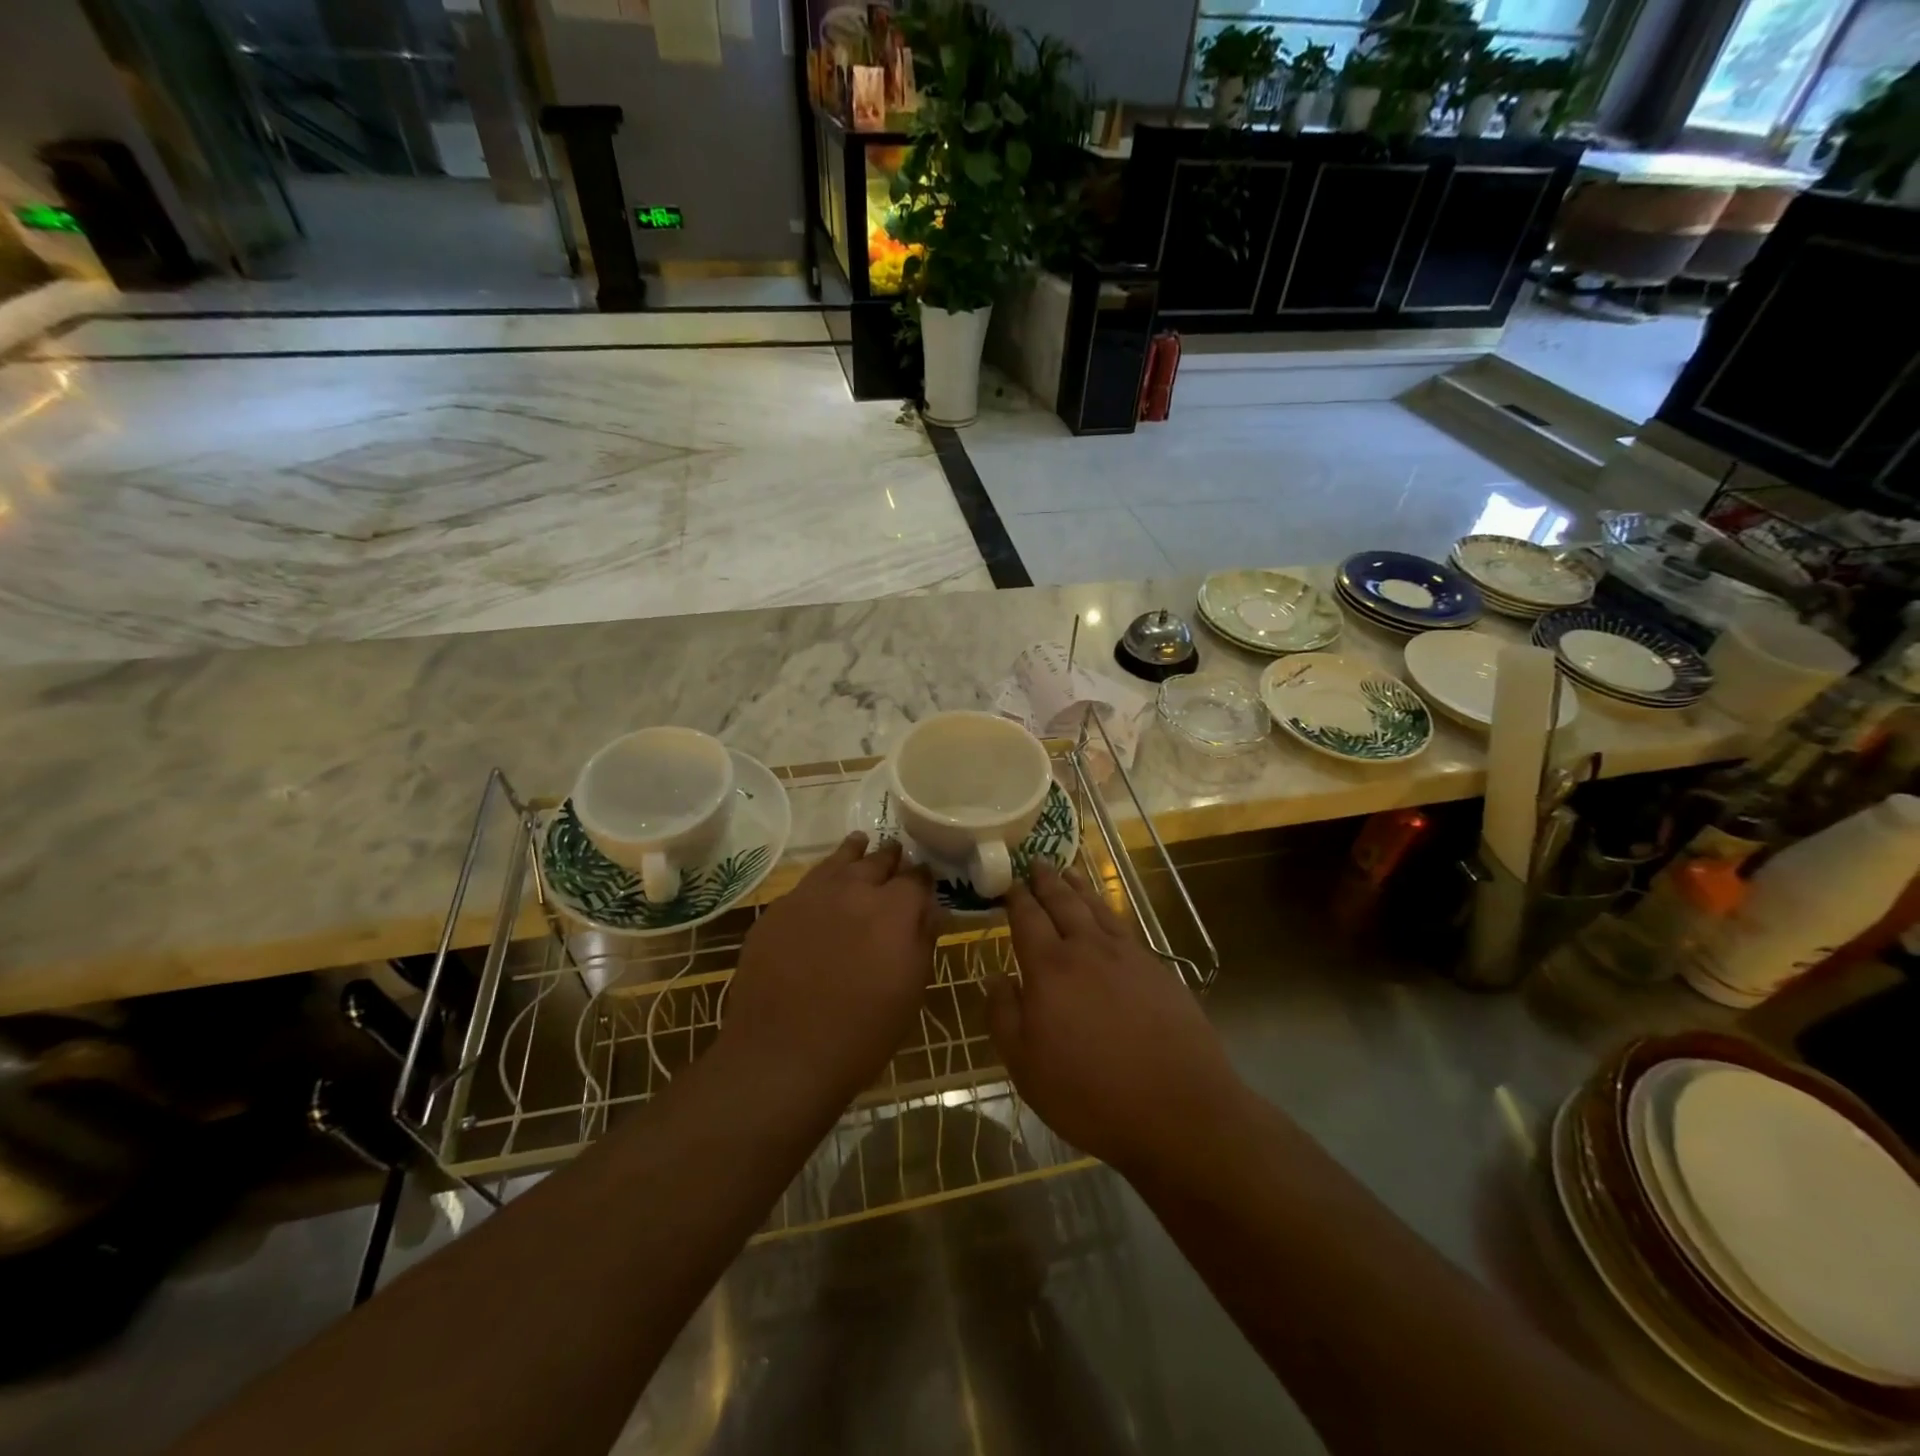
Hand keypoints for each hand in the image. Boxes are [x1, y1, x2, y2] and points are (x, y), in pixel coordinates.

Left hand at [720, 833, 936, 1104]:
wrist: (782, 1054)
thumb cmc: (862, 1032)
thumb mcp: (910, 991)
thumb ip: (923, 941)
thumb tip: (932, 910)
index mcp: (894, 909)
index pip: (917, 878)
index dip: (923, 877)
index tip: (926, 880)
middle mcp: (854, 889)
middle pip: (877, 861)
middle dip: (891, 859)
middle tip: (897, 856)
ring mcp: (811, 895)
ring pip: (838, 861)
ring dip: (854, 853)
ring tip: (861, 842)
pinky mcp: (778, 909)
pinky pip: (807, 882)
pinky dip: (823, 877)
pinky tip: (823, 883)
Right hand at [986, 864, 1242, 1175]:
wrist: (1178, 1109)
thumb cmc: (1090, 1094)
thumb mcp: (1026, 1067)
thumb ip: (1004, 1016)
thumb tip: (995, 977)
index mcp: (1050, 969)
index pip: (1027, 919)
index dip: (1015, 898)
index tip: (1007, 881)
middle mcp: (1088, 950)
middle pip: (1063, 903)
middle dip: (1046, 880)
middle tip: (1036, 861)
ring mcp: (1127, 956)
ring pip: (1097, 908)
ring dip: (1079, 886)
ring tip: (1068, 870)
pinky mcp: (1157, 969)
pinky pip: (1123, 926)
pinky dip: (1108, 910)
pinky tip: (1106, 913)